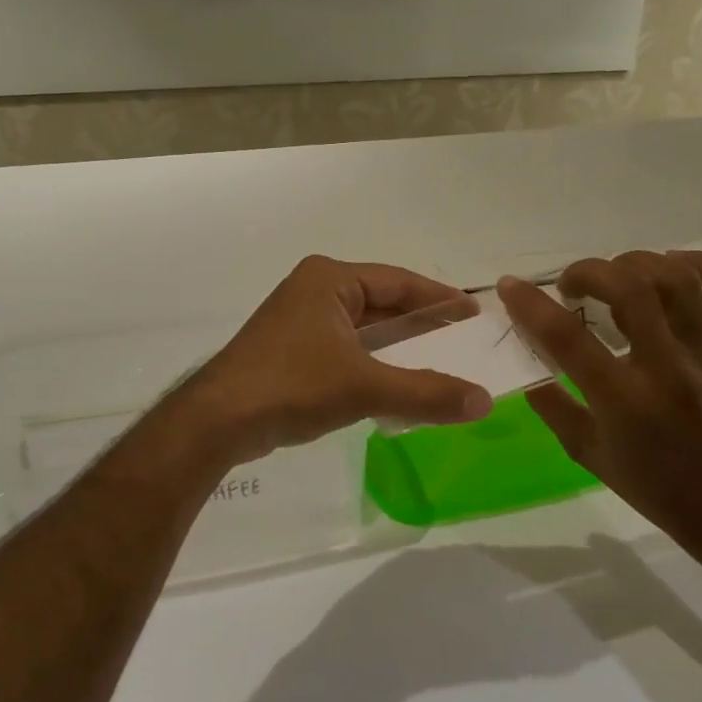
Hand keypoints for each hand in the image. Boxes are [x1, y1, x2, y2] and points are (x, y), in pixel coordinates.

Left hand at [190, 256, 492, 462]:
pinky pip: (347, 352)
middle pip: (383, 306)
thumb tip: (484, 401)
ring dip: (399, 351)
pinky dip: (375, 367)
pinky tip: (399, 389)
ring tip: (442, 368)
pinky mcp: (293, 353)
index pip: (399, 282)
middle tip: (464, 345)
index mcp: (330, 279)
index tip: (474, 314)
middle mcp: (315, 291)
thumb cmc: (291, 385)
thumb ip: (426, 392)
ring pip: (365, 332)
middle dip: (422, 328)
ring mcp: (301, 322)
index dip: (439, 298)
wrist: (217, 422)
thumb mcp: (364, 386)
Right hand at [498, 250, 701, 557]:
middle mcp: (667, 367)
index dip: (531, 304)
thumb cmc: (651, 485)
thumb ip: (551, 403)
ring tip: (615, 275)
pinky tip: (673, 267)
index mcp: (624, 400)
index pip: (568, 337)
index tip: (509, 286)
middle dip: (589, 271)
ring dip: (637, 263)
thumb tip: (527, 356)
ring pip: (679, 280)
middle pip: (631, 289)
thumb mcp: (586, 451)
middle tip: (570, 285)